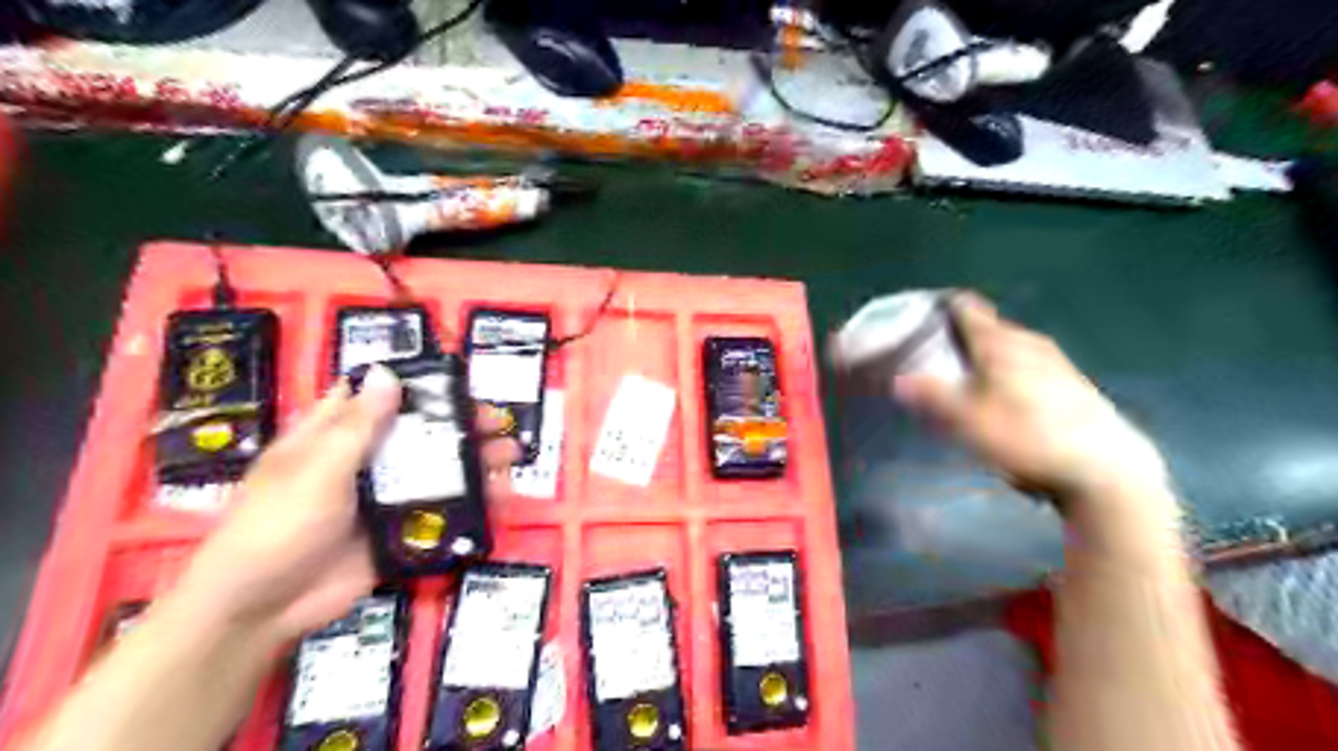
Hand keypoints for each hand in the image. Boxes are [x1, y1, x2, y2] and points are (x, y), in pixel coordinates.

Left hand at [171, 361, 516, 639]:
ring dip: (473, 463)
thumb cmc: (278, 526)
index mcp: (333, 436)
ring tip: (510, 457)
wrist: (263, 609)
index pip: (376, 397)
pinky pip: (440, 512)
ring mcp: (383, 498)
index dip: (413, 385)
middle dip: (459, 426)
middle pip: (418, 433)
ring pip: (435, 472)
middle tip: (497, 423)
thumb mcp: (317, 470)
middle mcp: (363, 461)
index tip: (456, 381)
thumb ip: (357, 427)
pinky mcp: (399, 531)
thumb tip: (388, 373)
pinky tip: (500, 498)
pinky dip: (471, 505)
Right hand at [891, 292, 1166, 508]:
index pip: (965, 307)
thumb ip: (931, 396)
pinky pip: (1024, 366)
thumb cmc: (1027, 437)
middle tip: (929, 358)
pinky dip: (1004, 373)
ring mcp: (1053, 362)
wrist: (1103, 469)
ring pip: (1006, 348)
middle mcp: (1027, 342)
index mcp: (999, 341)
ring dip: (982, 357)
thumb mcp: (967, 421)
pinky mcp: (1069, 384)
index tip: (917, 320)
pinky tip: (999, 401)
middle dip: (956, 337)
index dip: (939, 308)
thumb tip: (898, 379)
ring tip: (959, 380)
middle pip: (985, 328)